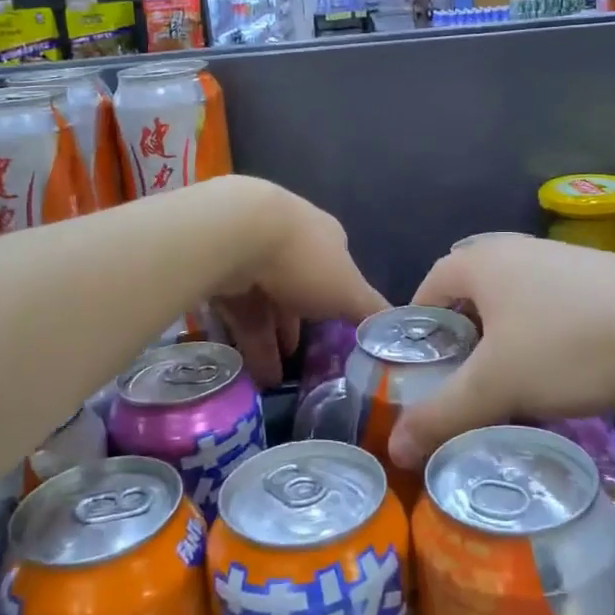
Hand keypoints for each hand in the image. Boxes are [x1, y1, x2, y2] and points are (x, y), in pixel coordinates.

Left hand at [212, 178, 387, 386]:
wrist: (233, 234)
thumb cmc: (303, 260)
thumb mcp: (348, 291)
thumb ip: (369, 310)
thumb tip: (395, 328)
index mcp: (324, 237)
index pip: (335, 271)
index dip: (336, 303)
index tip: (335, 334)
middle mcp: (289, 239)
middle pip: (296, 289)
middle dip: (298, 326)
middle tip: (300, 362)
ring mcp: (250, 251)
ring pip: (264, 303)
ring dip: (269, 341)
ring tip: (272, 380)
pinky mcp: (219, 269)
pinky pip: (236, 310)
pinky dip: (244, 339)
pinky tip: (248, 369)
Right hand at [387, 235, 614, 466]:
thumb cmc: (568, 346)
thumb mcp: (496, 385)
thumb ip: (442, 414)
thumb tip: (394, 448)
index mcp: (483, 260)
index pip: (429, 286)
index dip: (418, 327)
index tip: (419, 369)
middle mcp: (518, 248)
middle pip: (472, 294)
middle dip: (462, 337)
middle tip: (461, 381)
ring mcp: (565, 259)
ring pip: (515, 301)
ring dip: (505, 339)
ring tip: (510, 385)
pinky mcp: (604, 277)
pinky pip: (553, 306)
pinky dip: (543, 336)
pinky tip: (563, 372)